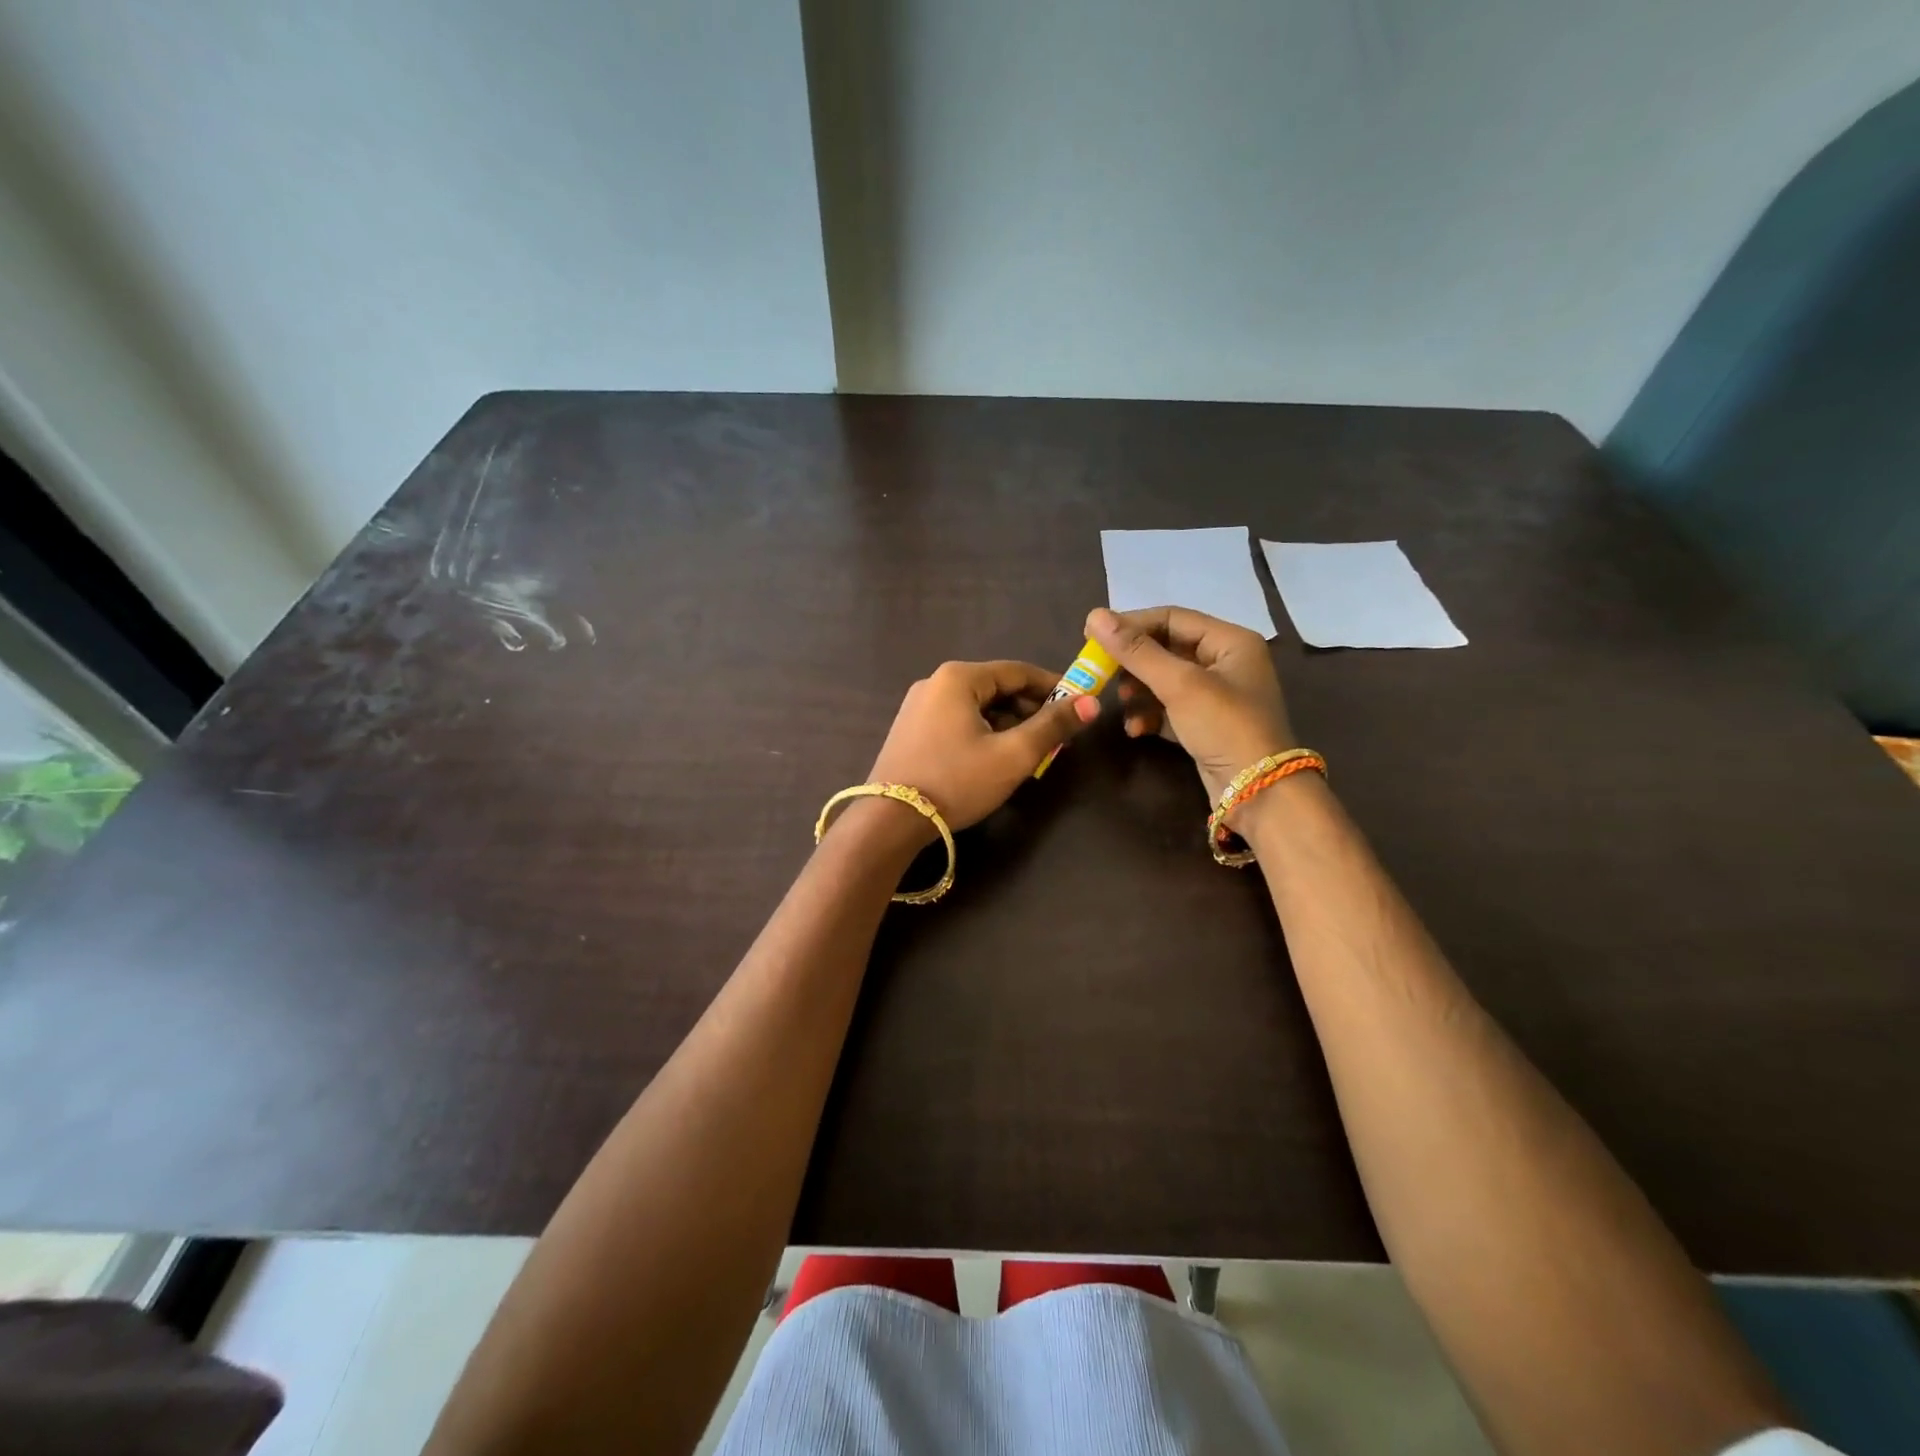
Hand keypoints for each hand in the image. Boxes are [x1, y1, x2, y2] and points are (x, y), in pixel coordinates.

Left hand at [865, 660, 1098, 834]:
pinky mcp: (910, 731)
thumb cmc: (957, 781)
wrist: (890, 820)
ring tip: (1029, 753)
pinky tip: (994, 759)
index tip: (1078, 706)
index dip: (1052, 687)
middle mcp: (934, 683)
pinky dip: (982, 733)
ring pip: (976, 707)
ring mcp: (917, 707)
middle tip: (1055, 738)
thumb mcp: (1013, 755)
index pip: (1018, 671)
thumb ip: (1053, 726)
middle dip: (1029, 710)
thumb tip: (1091, 702)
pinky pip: (957, 721)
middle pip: (996, 688)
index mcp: (958, 677)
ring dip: (1007, 724)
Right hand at [1085, 606, 1295, 803]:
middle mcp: (1225, 662)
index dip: (1131, 624)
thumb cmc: (1225, 726)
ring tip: (1122, 704)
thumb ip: (1136, 651)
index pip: (1171, 618)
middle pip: (1166, 649)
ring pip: (1164, 681)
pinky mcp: (1206, 725)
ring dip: (1138, 691)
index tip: (1091, 636)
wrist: (1259, 793)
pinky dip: (1150, 715)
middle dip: (1134, 663)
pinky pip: (1169, 709)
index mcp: (1230, 641)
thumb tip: (1094, 616)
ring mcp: (1217, 696)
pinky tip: (1136, 729)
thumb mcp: (1179, 684)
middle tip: (1102, 673)